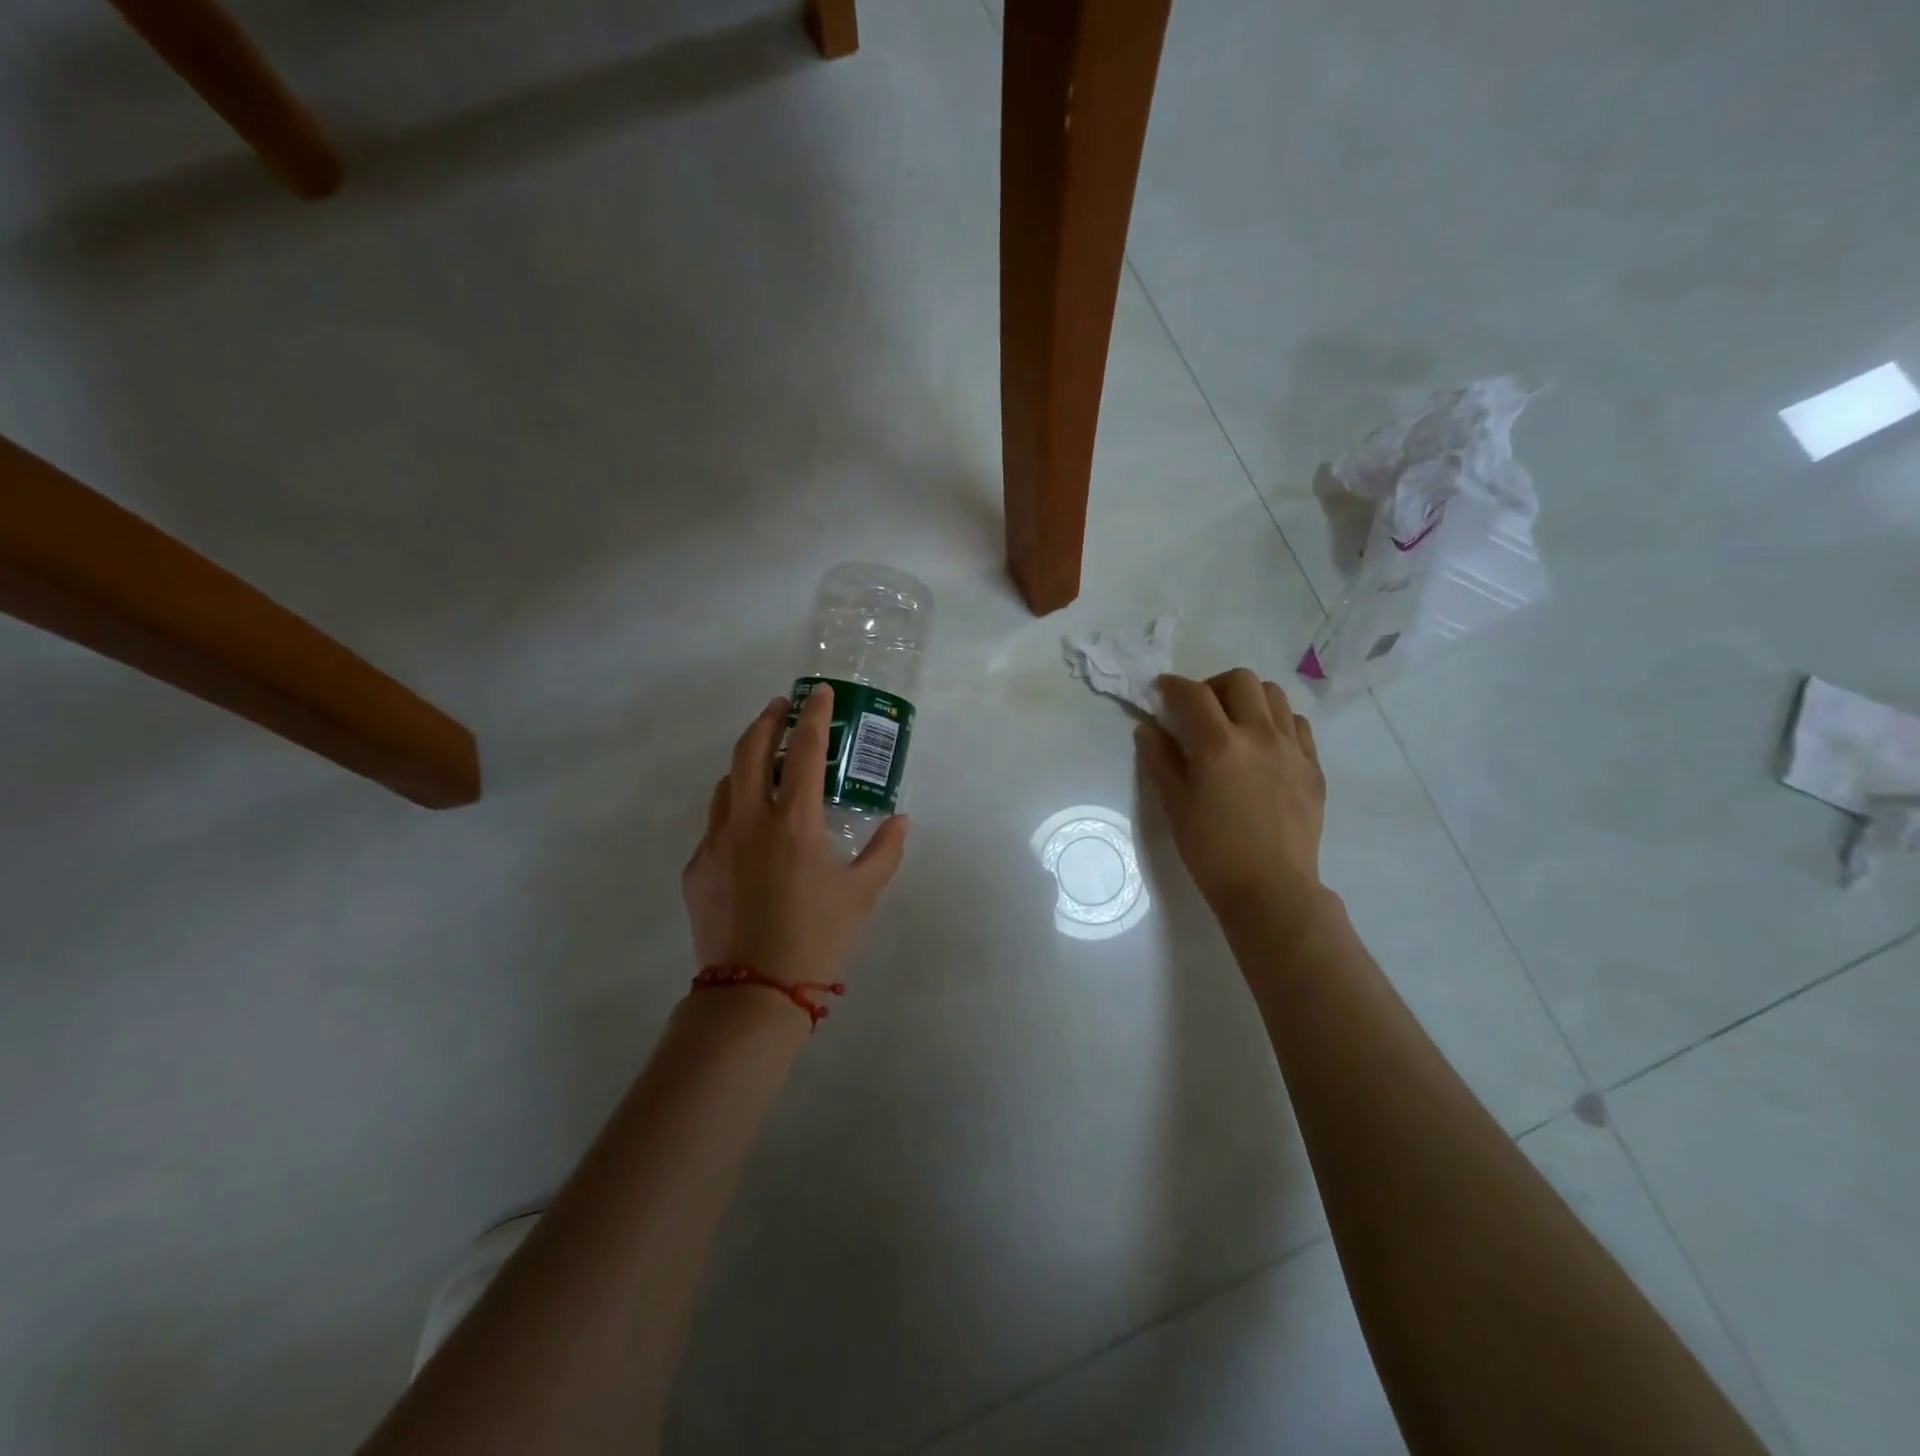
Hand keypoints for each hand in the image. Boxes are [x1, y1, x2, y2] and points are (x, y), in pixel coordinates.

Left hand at [682, 685, 909, 990]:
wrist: (753, 994)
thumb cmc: (817, 939)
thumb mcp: (862, 894)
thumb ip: (885, 851)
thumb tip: (900, 821)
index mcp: (794, 821)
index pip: (804, 750)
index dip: (812, 714)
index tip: (818, 692)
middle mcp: (749, 820)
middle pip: (751, 750)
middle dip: (767, 720)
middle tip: (780, 707)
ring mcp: (716, 842)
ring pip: (726, 782)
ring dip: (746, 760)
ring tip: (764, 759)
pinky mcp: (697, 867)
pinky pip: (715, 823)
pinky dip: (734, 807)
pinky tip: (749, 826)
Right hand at [1136, 669, 1327, 919]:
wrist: (1270, 888)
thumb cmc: (1212, 850)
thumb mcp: (1174, 804)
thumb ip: (1159, 759)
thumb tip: (1148, 727)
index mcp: (1218, 745)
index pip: (1192, 694)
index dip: (1172, 686)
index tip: (1162, 691)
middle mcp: (1258, 734)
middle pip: (1240, 680)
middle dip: (1213, 685)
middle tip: (1200, 710)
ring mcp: (1292, 748)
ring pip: (1274, 694)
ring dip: (1248, 698)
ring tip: (1235, 722)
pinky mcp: (1312, 765)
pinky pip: (1297, 724)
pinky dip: (1276, 721)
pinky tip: (1264, 744)